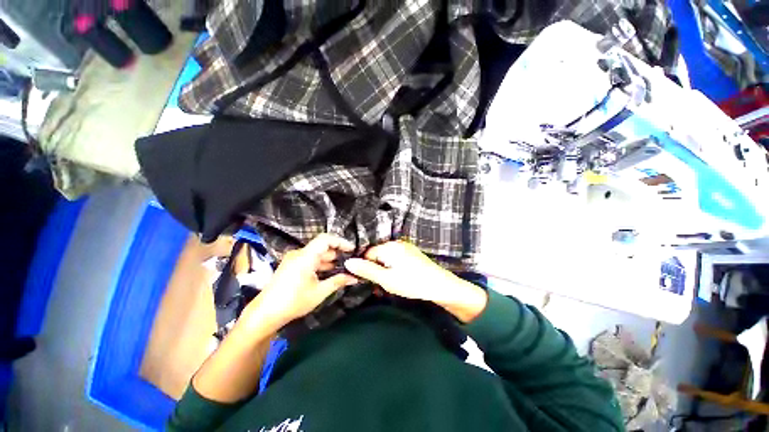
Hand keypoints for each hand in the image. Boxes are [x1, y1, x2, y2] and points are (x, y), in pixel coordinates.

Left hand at [241, 234, 358, 330]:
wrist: (265, 313)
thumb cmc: (294, 302)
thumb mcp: (319, 292)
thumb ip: (338, 281)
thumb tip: (354, 277)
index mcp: (306, 256)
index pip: (326, 239)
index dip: (341, 241)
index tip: (352, 249)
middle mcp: (299, 253)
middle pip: (322, 246)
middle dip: (337, 252)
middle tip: (351, 260)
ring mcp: (294, 259)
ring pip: (316, 254)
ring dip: (329, 259)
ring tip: (343, 268)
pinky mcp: (291, 266)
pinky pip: (309, 259)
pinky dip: (321, 264)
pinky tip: (329, 273)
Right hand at [344, 241, 487, 322]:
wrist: (441, 286)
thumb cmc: (412, 283)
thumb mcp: (386, 279)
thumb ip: (366, 270)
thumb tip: (348, 262)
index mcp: (389, 247)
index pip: (367, 253)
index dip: (365, 267)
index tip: (367, 281)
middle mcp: (396, 243)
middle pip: (377, 254)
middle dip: (375, 269)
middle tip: (378, 285)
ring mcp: (405, 247)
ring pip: (386, 258)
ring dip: (384, 271)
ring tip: (388, 285)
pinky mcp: (411, 254)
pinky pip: (395, 259)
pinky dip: (392, 269)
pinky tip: (397, 280)